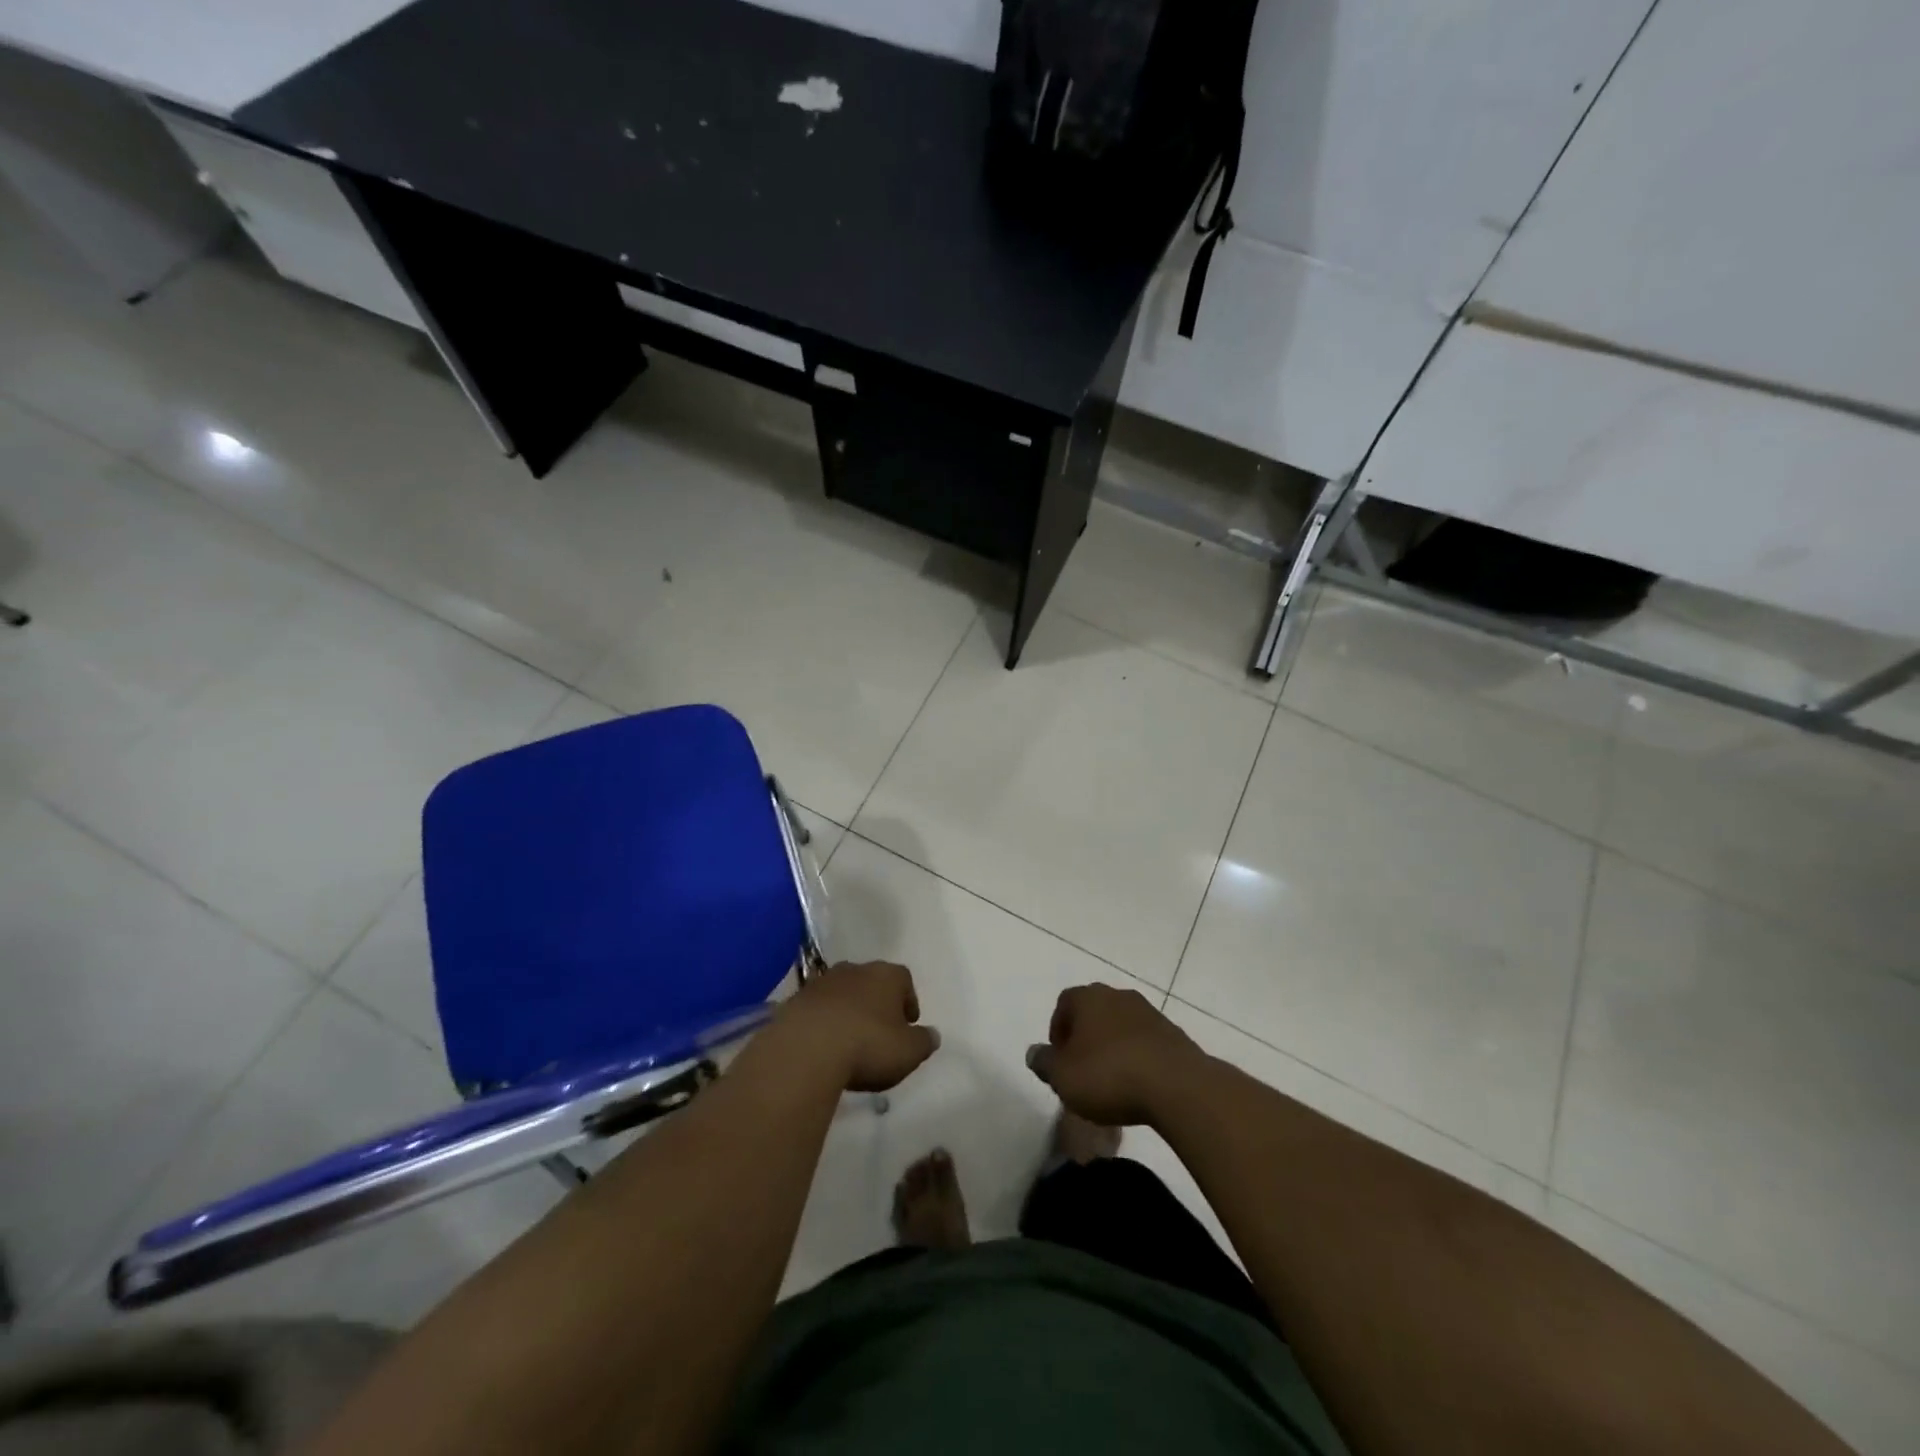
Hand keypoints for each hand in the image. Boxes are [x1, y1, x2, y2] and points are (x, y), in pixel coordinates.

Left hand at [774, 961, 939, 1092]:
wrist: (806, 1049)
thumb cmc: (868, 1045)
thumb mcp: (908, 1051)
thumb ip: (924, 1041)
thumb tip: (933, 1035)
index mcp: (887, 975)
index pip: (904, 979)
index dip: (908, 1000)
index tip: (908, 1023)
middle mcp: (856, 969)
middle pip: (872, 982)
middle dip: (877, 1003)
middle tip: (880, 1031)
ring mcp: (823, 982)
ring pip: (843, 993)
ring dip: (848, 1011)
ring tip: (850, 1040)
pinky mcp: (796, 999)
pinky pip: (818, 1008)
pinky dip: (824, 1022)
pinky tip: (825, 1045)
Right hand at [1027, 984, 1207, 1125]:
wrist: (1177, 1086)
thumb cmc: (1109, 1076)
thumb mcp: (1063, 1076)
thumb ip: (1044, 1063)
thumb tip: (1034, 1052)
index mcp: (1089, 998)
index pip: (1064, 1003)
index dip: (1058, 1029)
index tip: (1059, 1058)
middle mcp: (1118, 996)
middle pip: (1094, 1011)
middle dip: (1085, 1037)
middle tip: (1081, 1069)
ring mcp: (1149, 1013)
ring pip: (1120, 1026)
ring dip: (1112, 1047)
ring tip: (1111, 1081)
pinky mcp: (1173, 1034)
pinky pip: (1145, 1042)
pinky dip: (1136, 1057)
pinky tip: (1137, 1085)